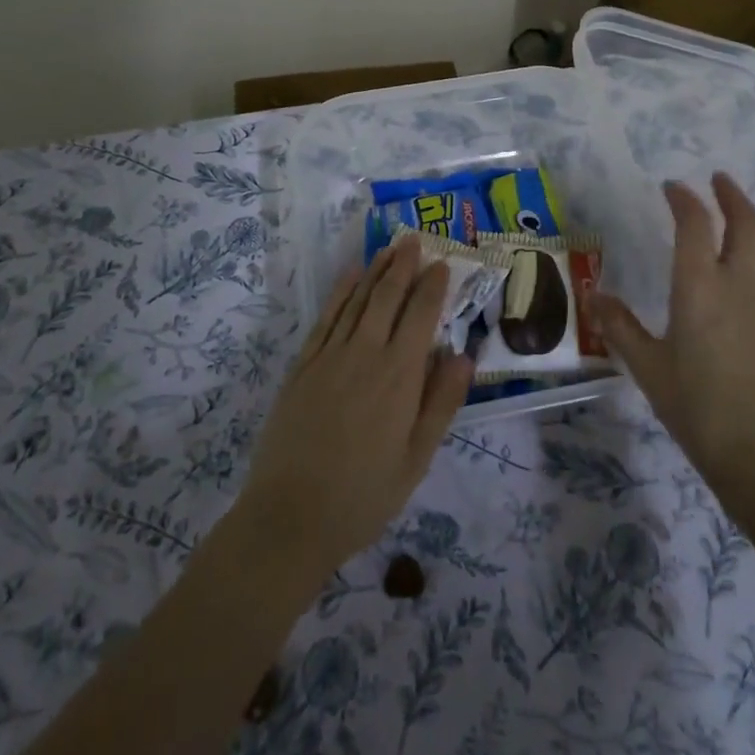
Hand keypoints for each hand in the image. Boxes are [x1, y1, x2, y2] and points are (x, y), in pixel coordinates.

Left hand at [233, 234, 473, 584]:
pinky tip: (349, 276)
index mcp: (400, 376)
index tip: (442, 262)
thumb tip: (464, 355)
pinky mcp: (303, 364)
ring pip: (358, 299)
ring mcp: (330, 355)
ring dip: (375, 270)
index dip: (432, 286)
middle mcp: (365, 353)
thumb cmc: (363, 495)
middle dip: (403, 265)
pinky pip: (326, 317)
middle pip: (388, 296)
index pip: (421, 315)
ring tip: (389, 248)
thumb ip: (441, 403)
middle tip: (414, 239)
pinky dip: (341, 291)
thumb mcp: (416, 459)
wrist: (290, 516)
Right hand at [589, 174, 754, 509]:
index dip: (683, 199)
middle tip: (718, 181)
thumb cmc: (698, 409)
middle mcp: (741, 281)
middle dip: (731, 195)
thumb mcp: (648, 367)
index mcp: (699, 286)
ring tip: (745, 212)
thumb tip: (593, 297)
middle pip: (745, 222)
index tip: (672, 188)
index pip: (694, 224)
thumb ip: (619, 326)